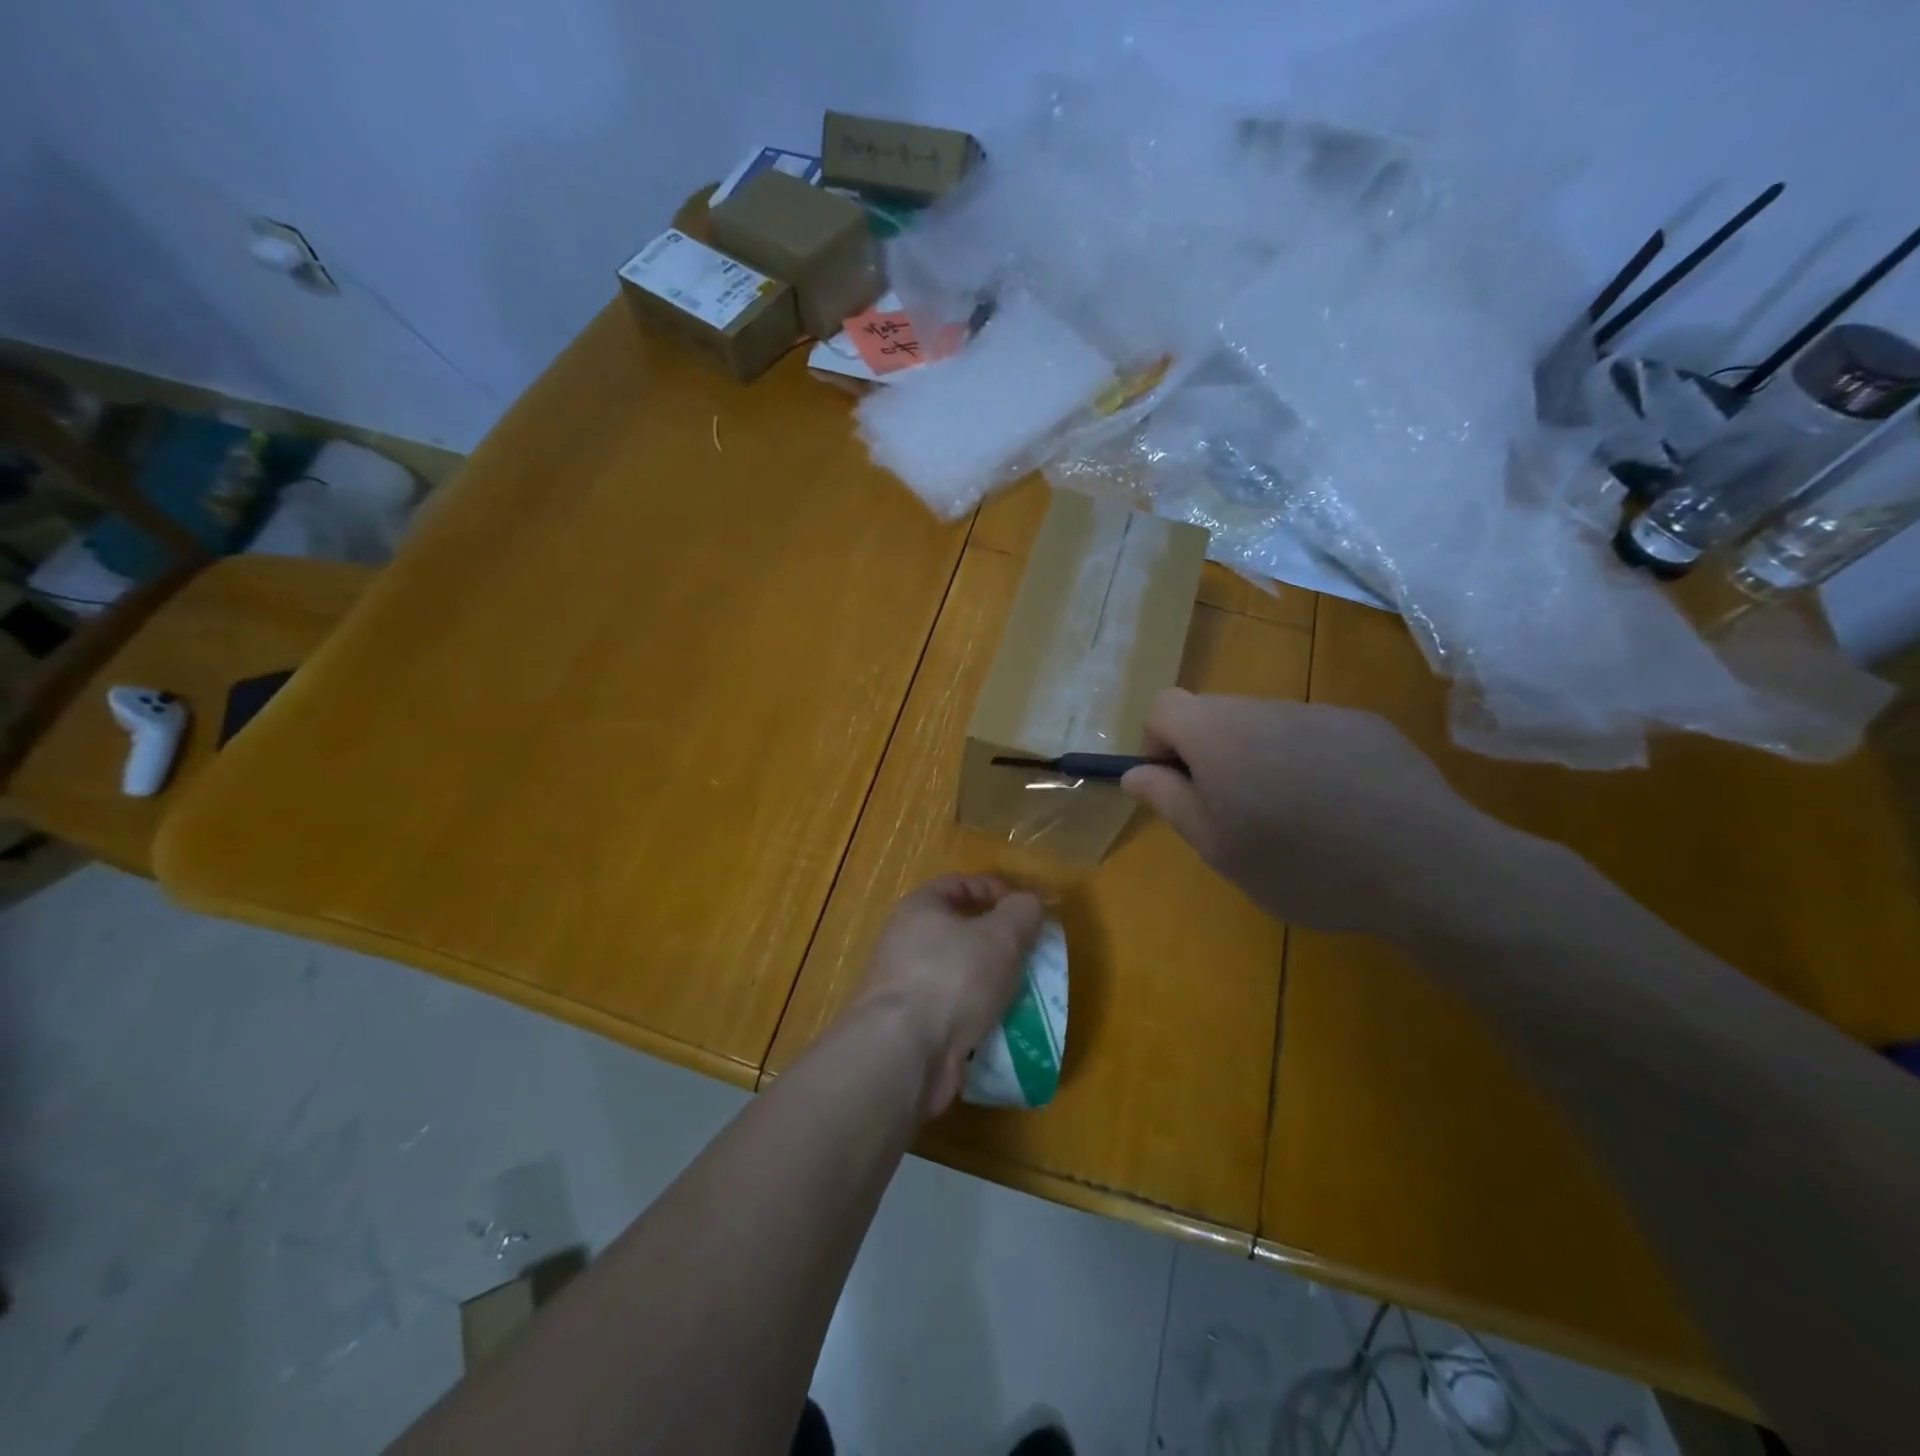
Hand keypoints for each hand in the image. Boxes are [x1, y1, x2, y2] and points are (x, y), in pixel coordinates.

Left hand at [849, 874, 1044, 1115]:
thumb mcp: (1001, 936)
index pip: (958, 884)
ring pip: (958, 975)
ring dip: (989, 982)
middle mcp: (905, 942)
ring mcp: (905, 986)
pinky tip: (1001, 1028)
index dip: (994, 889)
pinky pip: (952, 1012)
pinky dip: (976, 1017)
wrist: (904, 1053)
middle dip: (996, 942)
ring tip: (1022, 994)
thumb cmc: (953, 977)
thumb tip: (1028, 903)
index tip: (1026, 910)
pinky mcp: (910, 1027)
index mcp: (919, 909)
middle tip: (1029, 955)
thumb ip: (1021, 913)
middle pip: (958, 931)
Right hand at [1121, 690, 1508, 941]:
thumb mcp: (1216, 847)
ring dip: (1262, 760)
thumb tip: (1135, 772)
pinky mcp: (1367, 725)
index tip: (1179, 787)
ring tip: (1295, 820)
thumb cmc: (1301, 865)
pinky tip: (1343, 811)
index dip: (1158, 744)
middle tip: (1236, 815)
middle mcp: (1265, 707)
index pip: (1163, 705)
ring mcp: (1321, 712)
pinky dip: (1310, 762)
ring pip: (1267, 726)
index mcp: (1218, 733)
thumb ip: (1167, 800)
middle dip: (1211, 756)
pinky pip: (1316, 735)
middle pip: (1216, 715)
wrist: (1426, 868)